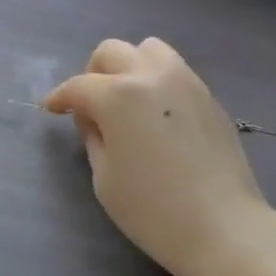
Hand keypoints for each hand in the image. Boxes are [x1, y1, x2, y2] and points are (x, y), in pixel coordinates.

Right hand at [44, 38, 274, 275]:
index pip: (79, 86)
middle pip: (112, 52)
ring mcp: (185, 81)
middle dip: (92, 74)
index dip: (60, 97)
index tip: (51, 109)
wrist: (224, 227)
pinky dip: (156, 79)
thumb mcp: (104, 179)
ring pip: (148, 49)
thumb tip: (93, 119)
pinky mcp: (209, 95)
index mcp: (118, 95)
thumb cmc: (153, 210)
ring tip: (127, 100)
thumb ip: (93, 138)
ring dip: (129, 66)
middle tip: (90, 105)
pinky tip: (156, 113)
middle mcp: (151, 75)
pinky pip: (174, 70)